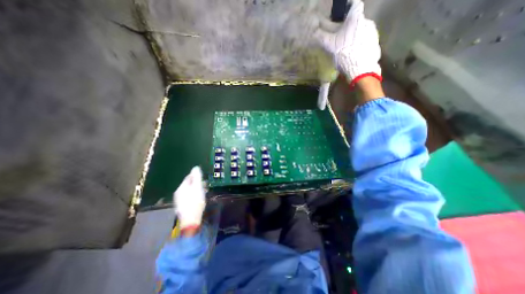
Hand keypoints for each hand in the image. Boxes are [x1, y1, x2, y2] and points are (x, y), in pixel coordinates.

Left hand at [172, 167, 204, 228]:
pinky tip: (198, 199)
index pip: (189, 177)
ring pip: (189, 191)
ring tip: (204, 192)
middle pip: (188, 184)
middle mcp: (178, 192)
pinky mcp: (181, 206)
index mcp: (182, 187)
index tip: (204, 178)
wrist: (190, 220)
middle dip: (197, 183)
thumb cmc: (195, 201)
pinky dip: (194, 195)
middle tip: (205, 185)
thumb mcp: (198, 187)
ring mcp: (179, 200)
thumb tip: (195, 167)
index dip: (196, 176)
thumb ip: (197, 177)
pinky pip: (188, 197)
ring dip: (196, 189)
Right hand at [311, 0, 381, 84]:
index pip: (354, 4)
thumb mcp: (330, 45)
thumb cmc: (344, 53)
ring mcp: (373, 33)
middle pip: (357, 20)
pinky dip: (359, 45)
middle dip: (348, 27)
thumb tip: (314, 31)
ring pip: (361, 31)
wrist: (360, 68)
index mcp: (356, 19)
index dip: (347, 6)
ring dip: (354, 36)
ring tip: (346, 48)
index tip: (341, 12)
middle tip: (340, 36)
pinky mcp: (375, 44)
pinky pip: (366, 41)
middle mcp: (367, 22)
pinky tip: (354, 54)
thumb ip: (322, 37)